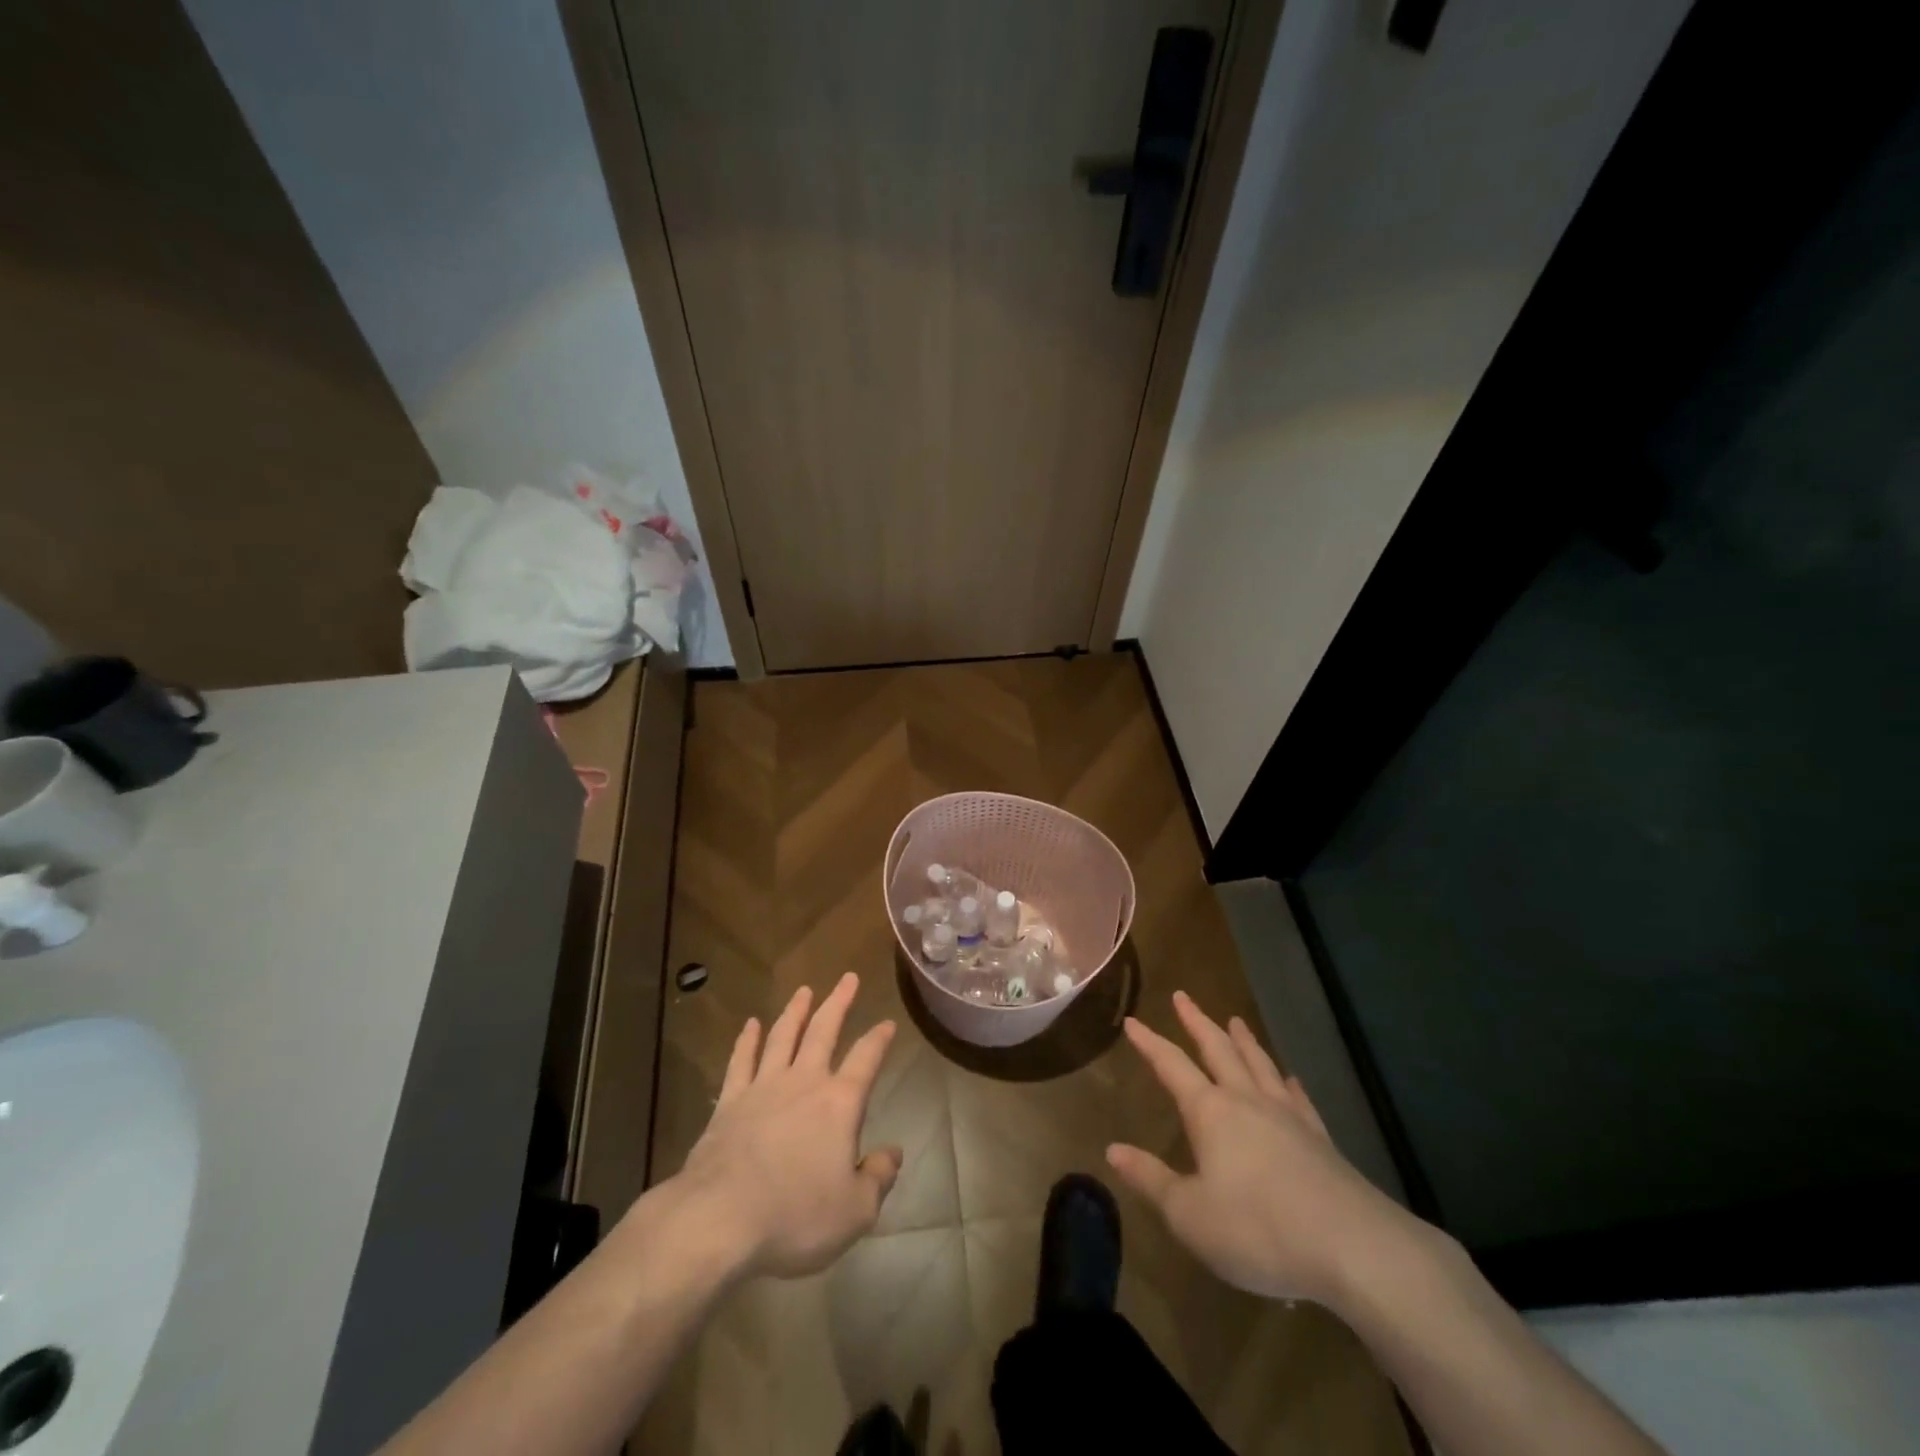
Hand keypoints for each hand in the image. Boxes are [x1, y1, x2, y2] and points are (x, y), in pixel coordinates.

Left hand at [674, 973, 901, 1279]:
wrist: (720, 1218)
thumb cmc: (795, 1215)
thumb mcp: (855, 1210)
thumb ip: (878, 1178)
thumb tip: (894, 1153)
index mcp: (840, 1103)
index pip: (866, 1059)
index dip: (879, 1039)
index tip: (887, 1022)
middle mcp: (804, 1082)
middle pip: (823, 1031)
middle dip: (838, 1002)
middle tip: (847, 978)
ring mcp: (763, 1087)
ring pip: (782, 1036)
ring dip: (795, 1011)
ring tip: (804, 990)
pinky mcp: (730, 1102)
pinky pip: (741, 1061)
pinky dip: (746, 1040)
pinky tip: (750, 1025)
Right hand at [1107, 991, 1417, 1305]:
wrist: (1353, 1249)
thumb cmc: (1258, 1229)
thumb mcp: (1190, 1215)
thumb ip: (1151, 1179)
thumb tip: (1113, 1149)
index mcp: (1210, 1112)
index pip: (1171, 1066)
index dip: (1149, 1043)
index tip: (1132, 1020)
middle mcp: (1247, 1101)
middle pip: (1218, 1050)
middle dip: (1197, 1022)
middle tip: (1183, 996)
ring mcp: (1288, 1117)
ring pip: (1260, 1065)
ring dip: (1244, 1041)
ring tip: (1235, 1020)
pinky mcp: (1321, 1140)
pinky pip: (1299, 1099)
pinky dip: (1289, 1083)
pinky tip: (1290, 1079)